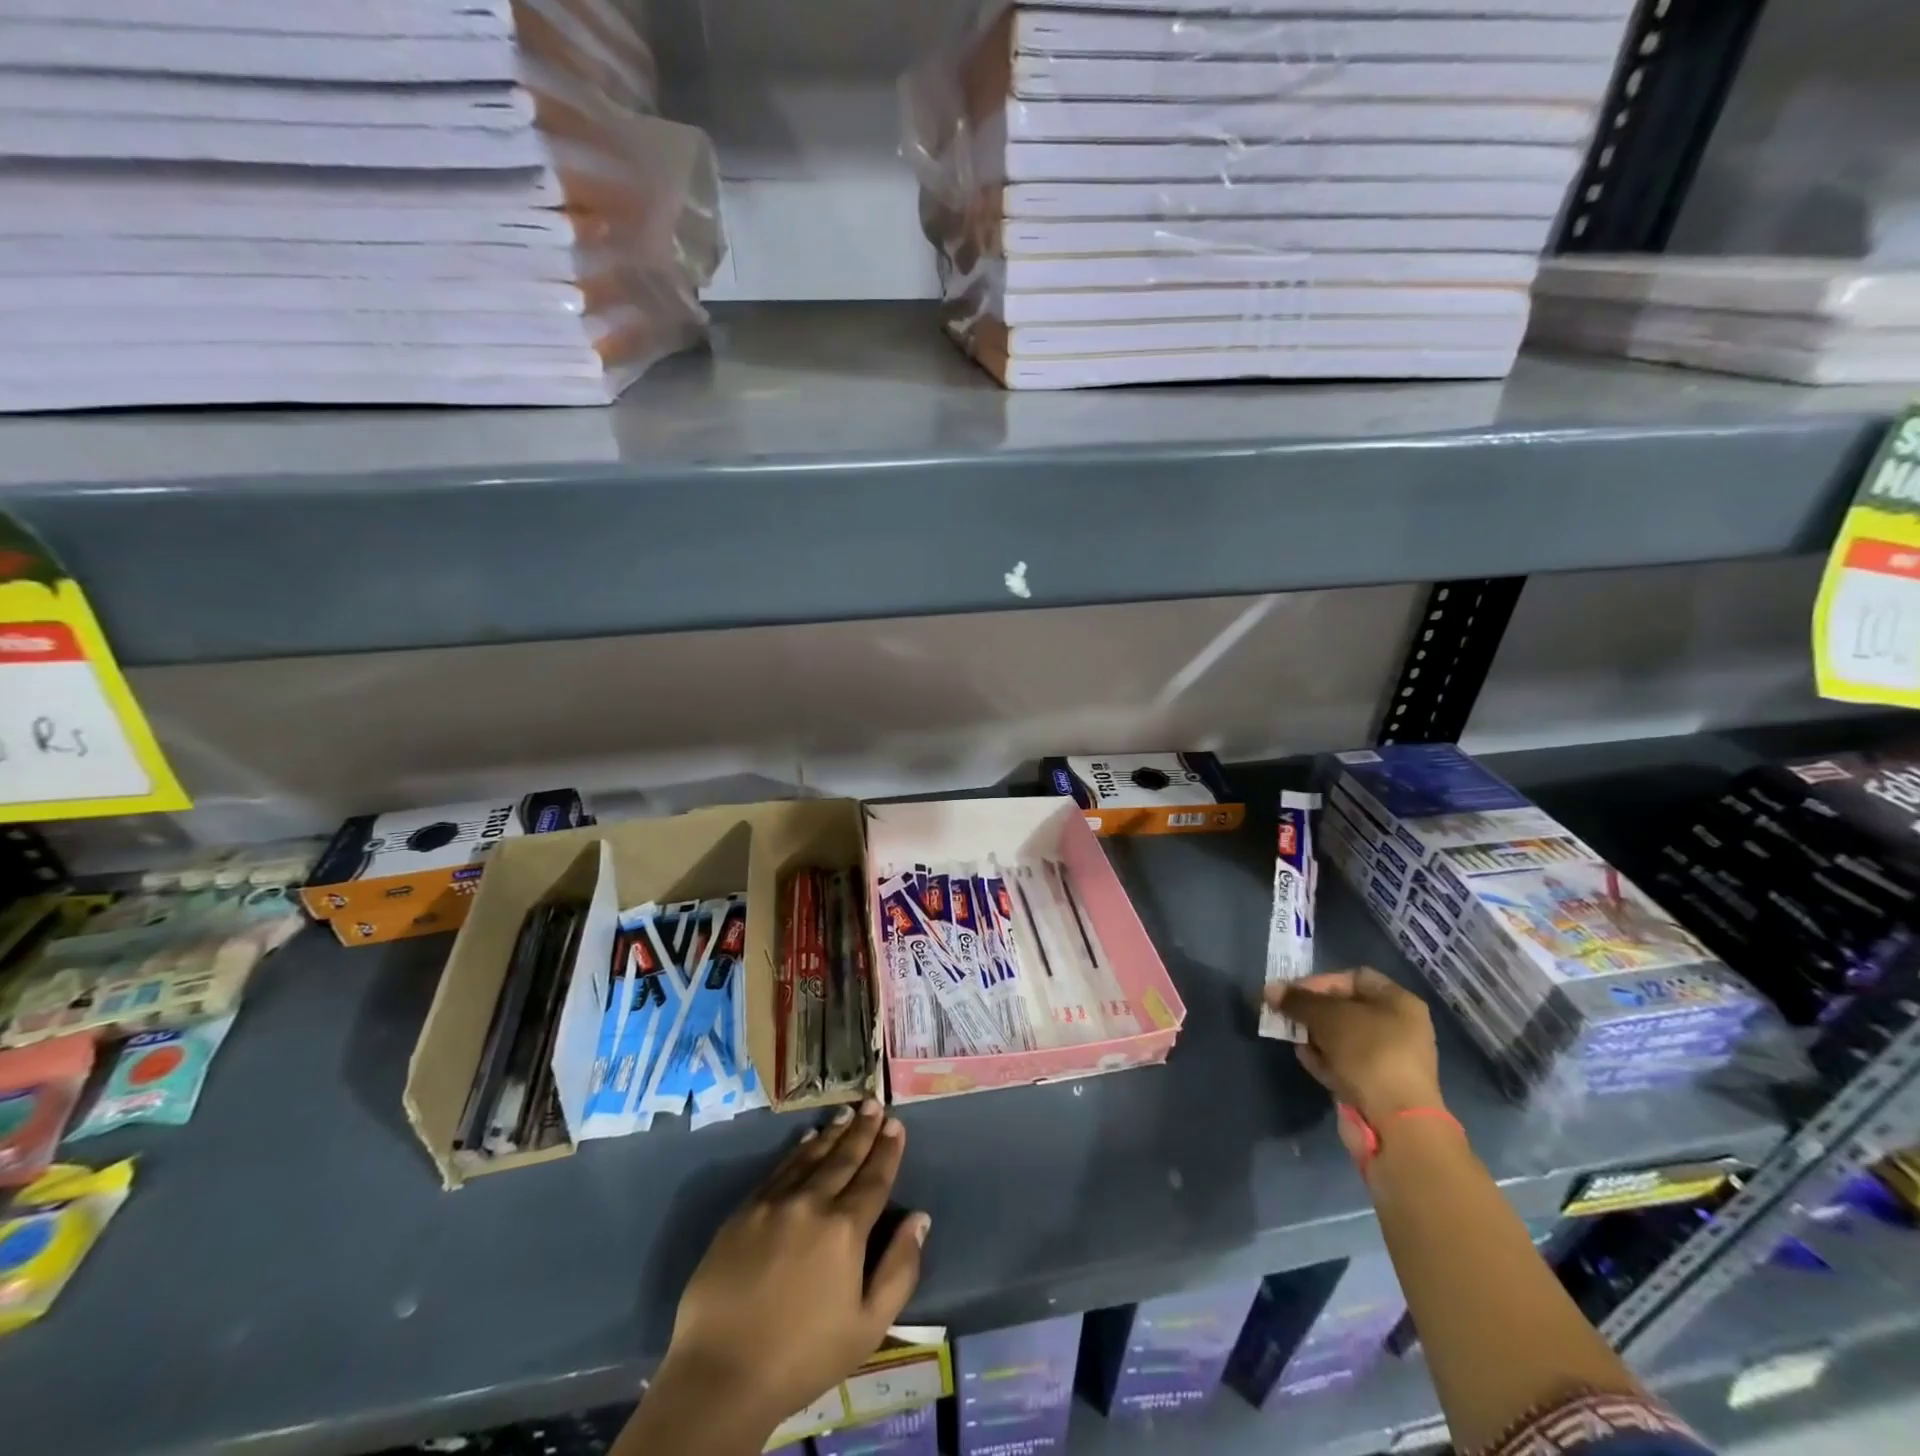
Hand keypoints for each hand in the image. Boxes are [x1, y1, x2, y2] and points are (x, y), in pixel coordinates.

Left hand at [660, 1100, 929, 1432]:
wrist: (720, 1375)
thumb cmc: (803, 1357)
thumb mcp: (867, 1327)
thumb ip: (899, 1269)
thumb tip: (920, 1219)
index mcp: (845, 1230)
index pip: (874, 1179)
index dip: (887, 1150)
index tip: (895, 1124)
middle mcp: (812, 1203)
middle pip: (844, 1158)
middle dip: (862, 1129)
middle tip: (873, 1102)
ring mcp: (774, 1204)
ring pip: (810, 1156)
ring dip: (832, 1133)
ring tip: (846, 1113)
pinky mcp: (744, 1212)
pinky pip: (778, 1170)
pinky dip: (797, 1150)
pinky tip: (806, 1139)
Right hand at [1266, 968, 1443, 1126]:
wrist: (1395, 1122)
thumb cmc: (1368, 1053)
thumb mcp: (1327, 1016)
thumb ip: (1297, 1000)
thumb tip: (1269, 990)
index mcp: (1399, 1002)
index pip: (1354, 977)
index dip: (1321, 980)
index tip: (1294, 993)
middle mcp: (1398, 1027)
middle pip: (1345, 1008)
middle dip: (1312, 1010)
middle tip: (1286, 1015)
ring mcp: (1389, 1059)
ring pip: (1341, 1037)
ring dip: (1314, 1036)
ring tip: (1292, 1038)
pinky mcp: (1376, 1085)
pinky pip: (1344, 1063)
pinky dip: (1323, 1059)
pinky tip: (1305, 1058)